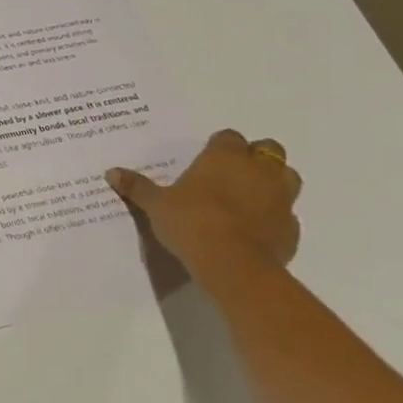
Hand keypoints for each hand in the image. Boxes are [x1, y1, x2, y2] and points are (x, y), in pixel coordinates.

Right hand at [107, 129, 301, 270]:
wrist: (233, 265)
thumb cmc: (192, 222)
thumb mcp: (156, 205)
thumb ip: (137, 187)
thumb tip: (111, 172)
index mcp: (225, 157)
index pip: (229, 137)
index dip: (220, 145)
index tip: (207, 158)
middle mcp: (258, 170)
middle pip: (268, 150)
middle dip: (255, 158)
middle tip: (232, 174)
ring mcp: (281, 199)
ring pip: (287, 178)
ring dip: (273, 183)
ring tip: (250, 198)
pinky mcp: (291, 229)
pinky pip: (287, 216)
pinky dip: (274, 218)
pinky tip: (255, 230)